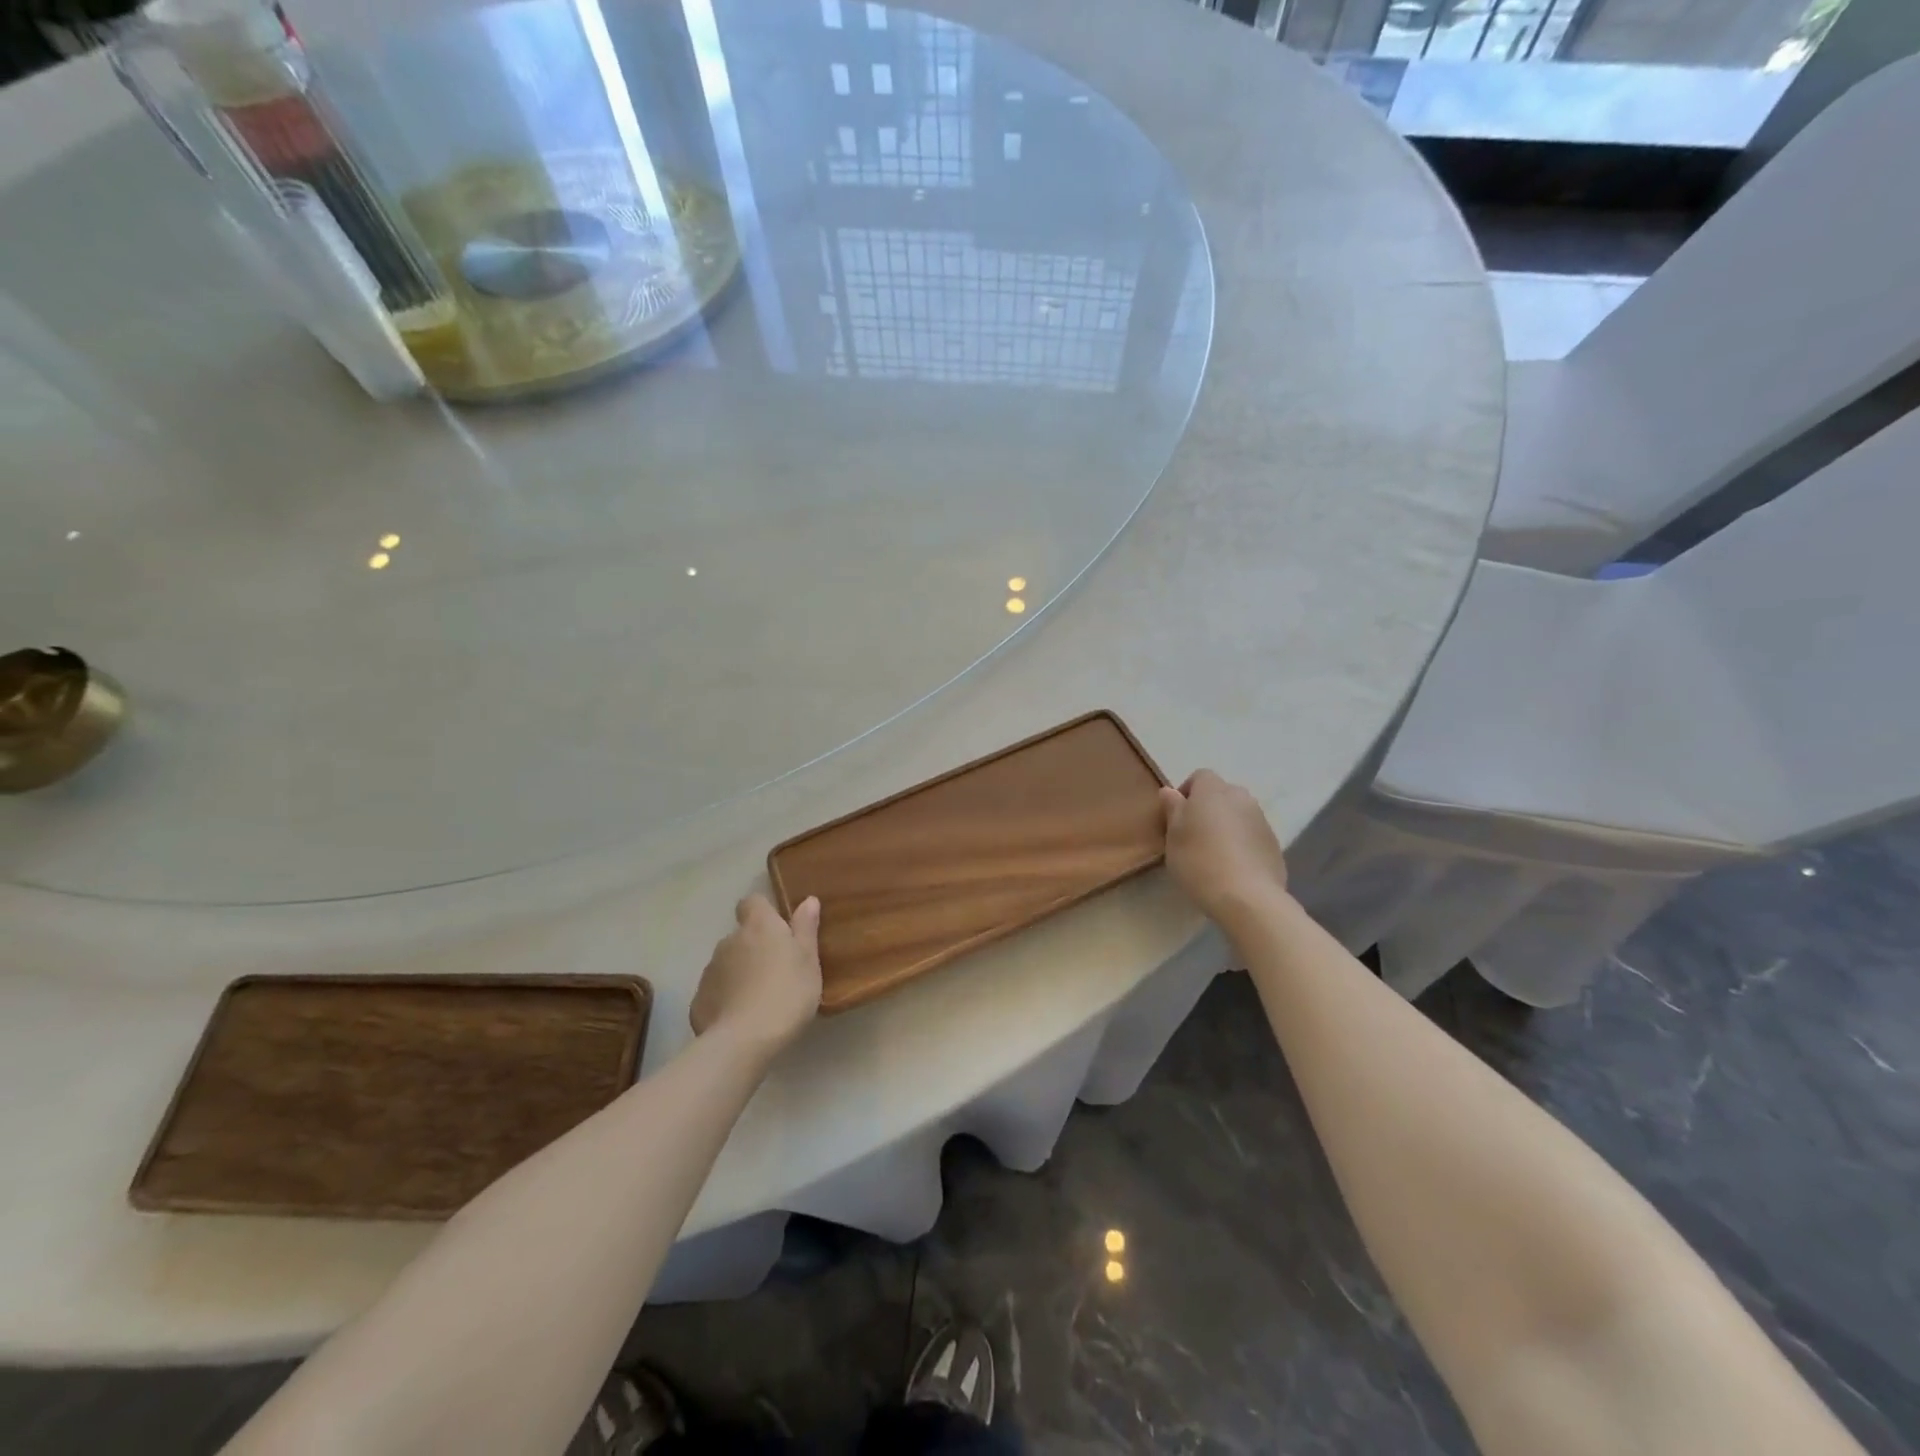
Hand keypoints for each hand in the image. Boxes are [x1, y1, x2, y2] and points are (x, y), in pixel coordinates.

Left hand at [690, 893, 822, 1053]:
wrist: (744, 1040)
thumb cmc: (787, 992)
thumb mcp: (808, 960)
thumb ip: (806, 928)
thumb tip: (808, 900)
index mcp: (759, 926)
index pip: (753, 902)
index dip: (763, 911)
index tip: (778, 928)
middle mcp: (729, 941)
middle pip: (741, 936)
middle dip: (754, 948)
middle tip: (776, 971)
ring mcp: (710, 971)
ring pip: (727, 964)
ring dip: (740, 973)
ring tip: (759, 999)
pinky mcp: (698, 1000)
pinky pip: (715, 992)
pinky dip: (726, 999)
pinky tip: (741, 1019)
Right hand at [1159, 770, 1288, 922]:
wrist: (1247, 897)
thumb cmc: (1199, 860)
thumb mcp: (1173, 835)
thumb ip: (1173, 809)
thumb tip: (1170, 791)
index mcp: (1213, 790)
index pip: (1200, 776)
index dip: (1186, 792)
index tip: (1176, 816)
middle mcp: (1241, 798)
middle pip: (1221, 795)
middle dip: (1207, 809)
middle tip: (1193, 835)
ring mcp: (1262, 820)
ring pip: (1238, 815)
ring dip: (1225, 826)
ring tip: (1213, 854)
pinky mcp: (1274, 844)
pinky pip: (1251, 835)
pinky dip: (1241, 843)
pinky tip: (1232, 867)